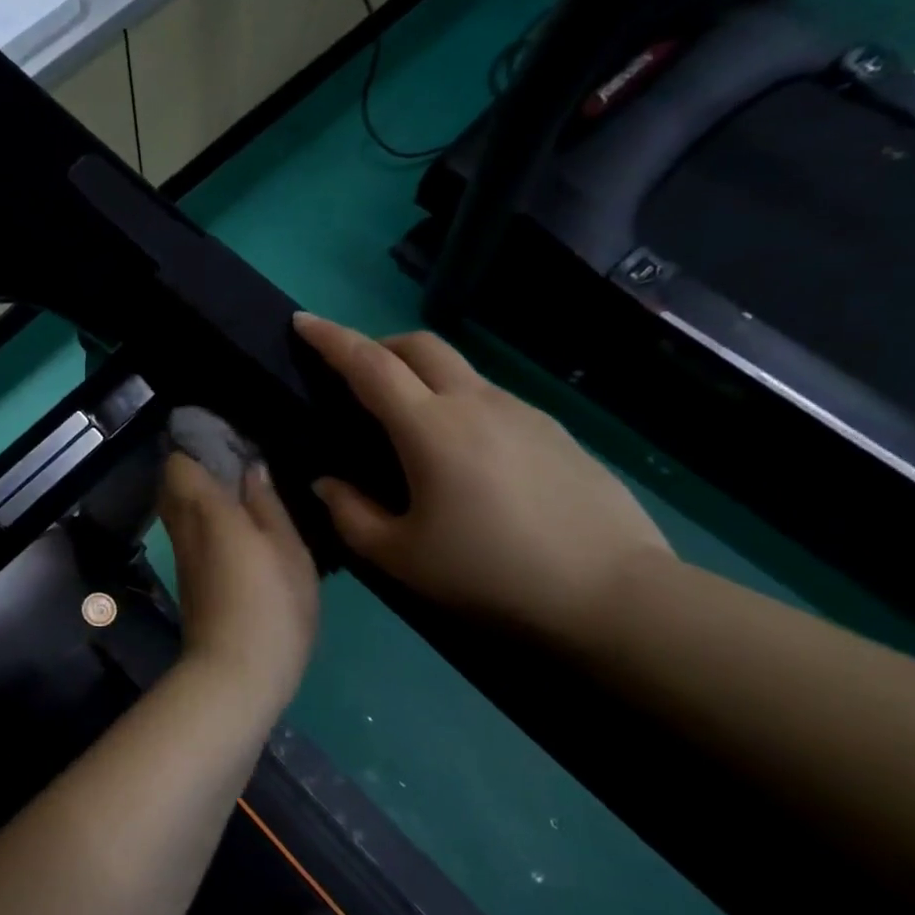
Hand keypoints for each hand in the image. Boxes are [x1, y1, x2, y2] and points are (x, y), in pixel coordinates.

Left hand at [157, 451, 318, 703]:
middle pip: (171, 482)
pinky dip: (202, 520)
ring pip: (177, 508)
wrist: (234, 674)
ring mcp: (181, 555)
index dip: (194, 445)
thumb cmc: (271, 606)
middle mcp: (183, 527)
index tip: (224, 438)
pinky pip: (187, 532)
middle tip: (235, 463)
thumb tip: (250, 468)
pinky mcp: (186, 579)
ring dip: (199, 494)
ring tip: (240, 493)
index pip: (177, 462)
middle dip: (195, 466)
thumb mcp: (288, 550)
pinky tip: (235, 527)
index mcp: (206, 510)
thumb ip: (267, 504)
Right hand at [293, 313, 673, 647]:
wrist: (611, 593)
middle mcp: (476, 403)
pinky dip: (458, 403)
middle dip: (378, 345)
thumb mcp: (399, 557)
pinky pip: (491, 398)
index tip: (303, 321)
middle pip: (420, 345)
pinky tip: (464, 454)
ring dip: (421, 375)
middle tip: (354, 374)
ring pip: (459, 369)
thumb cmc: (490, 573)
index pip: (369, 364)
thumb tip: (327, 483)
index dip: (331, 338)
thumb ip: (350, 514)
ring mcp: (523, 412)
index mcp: (431, 428)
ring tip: (408, 422)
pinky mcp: (554, 430)